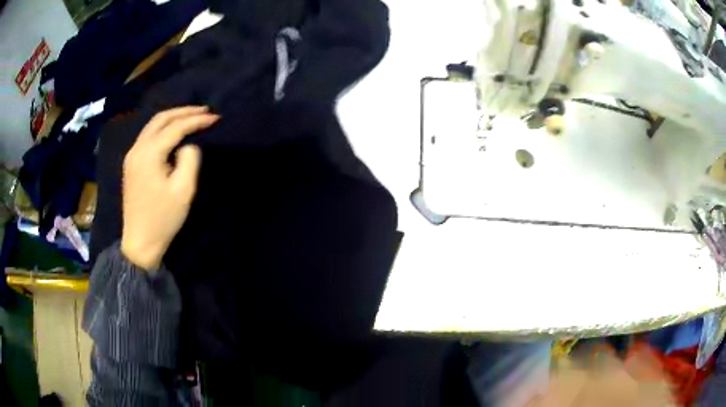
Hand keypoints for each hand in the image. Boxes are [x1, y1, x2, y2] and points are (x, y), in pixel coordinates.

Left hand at [120, 106, 218, 270]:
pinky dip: (162, 127)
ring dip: (173, 117)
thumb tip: (187, 145)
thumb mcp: (184, 190)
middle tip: (204, 111)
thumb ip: (190, 159)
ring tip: (191, 116)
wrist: (140, 241)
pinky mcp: (131, 163)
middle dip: (184, 112)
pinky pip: (147, 136)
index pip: (175, 127)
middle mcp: (137, 149)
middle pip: (161, 119)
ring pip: (152, 125)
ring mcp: (131, 156)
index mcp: (149, 154)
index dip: (196, 120)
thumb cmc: (163, 218)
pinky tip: (173, 130)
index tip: (215, 118)